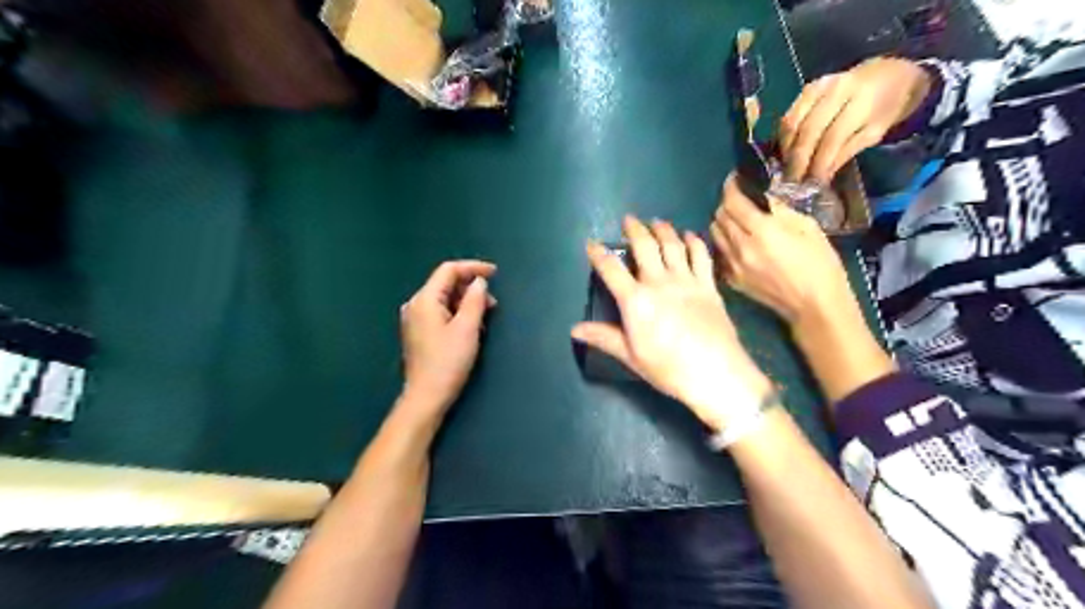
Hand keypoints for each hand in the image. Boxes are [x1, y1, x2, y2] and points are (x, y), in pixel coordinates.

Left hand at [400, 259, 495, 419]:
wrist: (426, 397)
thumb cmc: (448, 362)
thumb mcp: (467, 328)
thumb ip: (475, 300)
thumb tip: (480, 282)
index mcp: (424, 300)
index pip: (448, 270)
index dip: (473, 267)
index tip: (495, 273)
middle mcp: (415, 305)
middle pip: (445, 283)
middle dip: (471, 287)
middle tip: (493, 302)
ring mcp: (415, 319)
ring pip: (444, 298)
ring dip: (466, 301)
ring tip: (486, 316)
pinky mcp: (419, 332)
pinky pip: (440, 311)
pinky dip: (458, 312)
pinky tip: (472, 326)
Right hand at [569, 217, 769, 430]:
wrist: (715, 373)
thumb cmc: (668, 368)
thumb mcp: (631, 355)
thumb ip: (604, 337)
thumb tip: (574, 329)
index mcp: (635, 301)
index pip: (611, 269)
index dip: (598, 254)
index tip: (592, 244)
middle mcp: (659, 282)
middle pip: (645, 246)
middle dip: (635, 229)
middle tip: (629, 220)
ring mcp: (686, 281)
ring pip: (672, 245)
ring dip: (663, 229)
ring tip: (657, 222)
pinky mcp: (708, 285)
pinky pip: (700, 256)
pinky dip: (693, 241)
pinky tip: (689, 236)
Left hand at [715, 174, 855, 329]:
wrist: (814, 305)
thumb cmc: (819, 263)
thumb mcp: (806, 227)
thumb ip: (779, 210)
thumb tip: (762, 196)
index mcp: (761, 231)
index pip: (733, 202)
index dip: (730, 187)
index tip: (734, 179)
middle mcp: (740, 247)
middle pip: (719, 216)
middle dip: (727, 204)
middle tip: (739, 200)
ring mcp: (732, 265)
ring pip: (714, 234)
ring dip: (722, 223)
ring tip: (737, 220)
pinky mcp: (731, 280)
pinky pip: (719, 254)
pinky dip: (724, 243)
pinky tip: (738, 243)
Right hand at [781, 56, 932, 182]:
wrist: (887, 73)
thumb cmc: (884, 107)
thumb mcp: (874, 133)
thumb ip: (846, 152)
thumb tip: (821, 176)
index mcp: (861, 101)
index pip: (832, 138)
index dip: (819, 163)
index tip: (813, 184)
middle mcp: (836, 90)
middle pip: (807, 131)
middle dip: (798, 160)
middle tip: (794, 181)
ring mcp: (818, 87)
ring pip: (791, 123)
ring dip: (787, 150)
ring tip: (788, 169)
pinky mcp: (806, 89)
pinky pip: (788, 116)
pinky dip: (784, 138)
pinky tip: (787, 153)